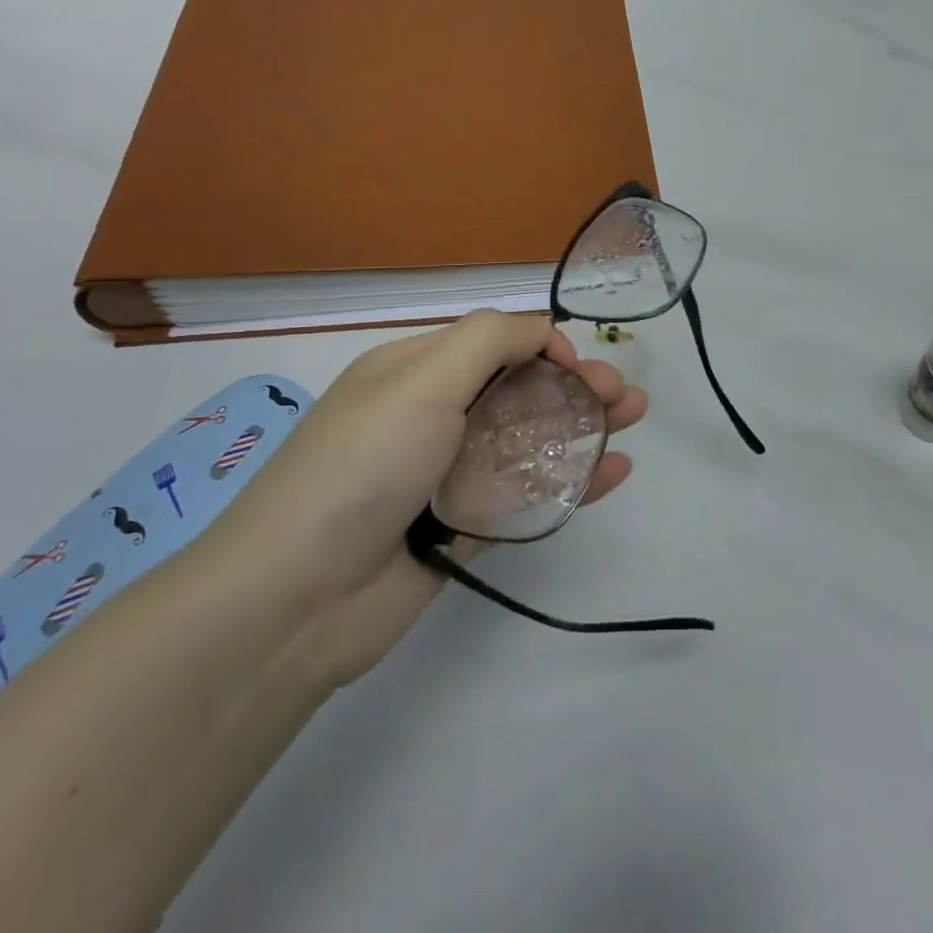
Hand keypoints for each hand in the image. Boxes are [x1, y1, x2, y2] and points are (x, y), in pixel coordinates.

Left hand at [215, 311, 646, 688]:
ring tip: (636, 419)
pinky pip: (527, 493)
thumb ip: (489, 341)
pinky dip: (572, 480)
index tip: (576, 366)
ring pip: (530, 440)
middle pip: (520, 390)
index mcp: (415, 371)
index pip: (493, 342)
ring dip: (585, 426)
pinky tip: (615, 472)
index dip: (543, 346)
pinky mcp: (464, 528)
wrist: (297, 599)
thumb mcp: (421, 380)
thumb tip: (544, 333)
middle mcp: (433, 416)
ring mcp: (449, 475)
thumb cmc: (363, 466)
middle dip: (577, 385)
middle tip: (626, 396)